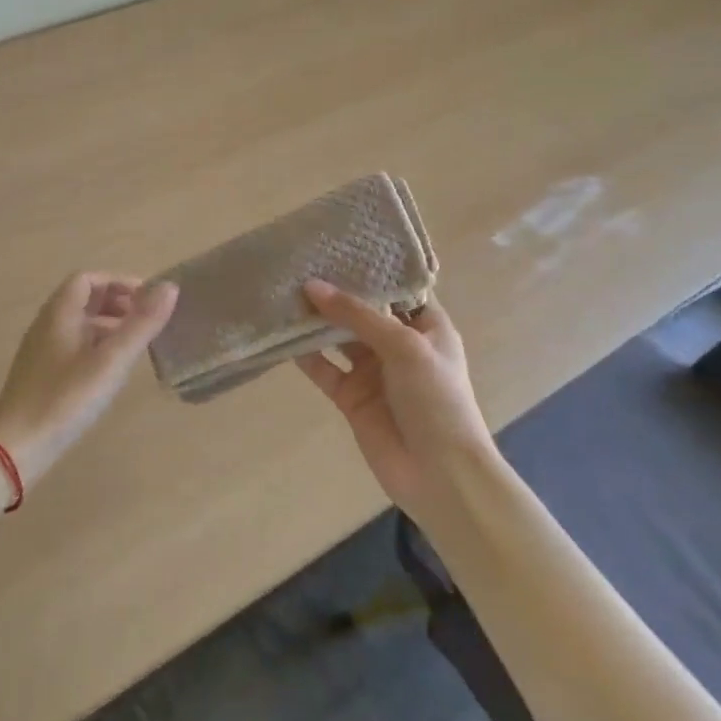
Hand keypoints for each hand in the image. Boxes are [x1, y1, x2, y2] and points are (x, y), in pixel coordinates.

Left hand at [0, 272, 178, 489]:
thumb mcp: (111, 360)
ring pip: (78, 324)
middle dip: (116, 302)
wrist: (17, 447)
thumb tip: (170, 286)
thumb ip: (141, 323)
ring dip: (108, 324)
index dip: (119, 282)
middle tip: (147, 319)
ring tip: (136, 343)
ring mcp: (41, 350)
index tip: (148, 298)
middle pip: (82, 299)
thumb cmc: (66, 398)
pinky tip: (111, 370)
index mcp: (59, 313)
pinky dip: (96, 345)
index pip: (88, 279)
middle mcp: (47, 324)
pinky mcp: (41, 374)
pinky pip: (73, 345)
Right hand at [294, 281, 496, 521]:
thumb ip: (356, 315)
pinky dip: (304, 354)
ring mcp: (373, 371)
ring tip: (284, 292)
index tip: (337, 246)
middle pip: (362, 311)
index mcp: (426, 326)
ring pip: (338, 338)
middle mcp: (399, 344)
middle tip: (299, 264)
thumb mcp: (404, 346)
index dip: (370, 269)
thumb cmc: (436, 400)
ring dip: (315, 321)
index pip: (397, 289)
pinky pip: (323, 368)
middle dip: (334, 292)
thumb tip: (311, 286)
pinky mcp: (350, 396)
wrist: (440, 474)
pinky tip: (281, 334)